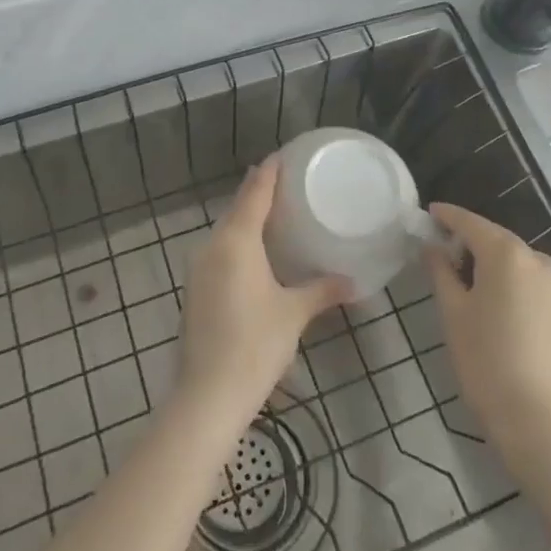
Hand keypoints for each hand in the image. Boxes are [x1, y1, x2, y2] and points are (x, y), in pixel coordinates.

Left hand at [176, 158, 347, 423]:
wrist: (207, 395)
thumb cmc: (255, 345)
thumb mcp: (294, 314)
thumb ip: (323, 291)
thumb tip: (355, 283)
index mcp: (236, 241)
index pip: (254, 193)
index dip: (269, 172)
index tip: (283, 155)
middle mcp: (212, 246)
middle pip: (237, 208)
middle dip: (258, 193)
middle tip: (286, 183)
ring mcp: (199, 269)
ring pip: (225, 231)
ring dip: (246, 218)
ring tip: (274, 213)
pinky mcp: (195, 290)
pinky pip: (219, 251)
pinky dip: (237, 242)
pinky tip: (255, 254)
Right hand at [425, 203, 550, 446]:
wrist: (535, 416)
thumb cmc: (483, 358)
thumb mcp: (452, 311)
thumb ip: (441, 270)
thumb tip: (433, 246)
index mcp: (506, 254)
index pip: (471, 223)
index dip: (448, 216)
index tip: (430, 212)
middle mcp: (538, 258)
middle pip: (497, 240)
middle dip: (472, 241)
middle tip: (445, 251)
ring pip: (519, 261)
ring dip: (496, 262)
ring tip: (474, 281)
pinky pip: (537, 280)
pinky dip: (518, 281)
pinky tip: (504, 301)